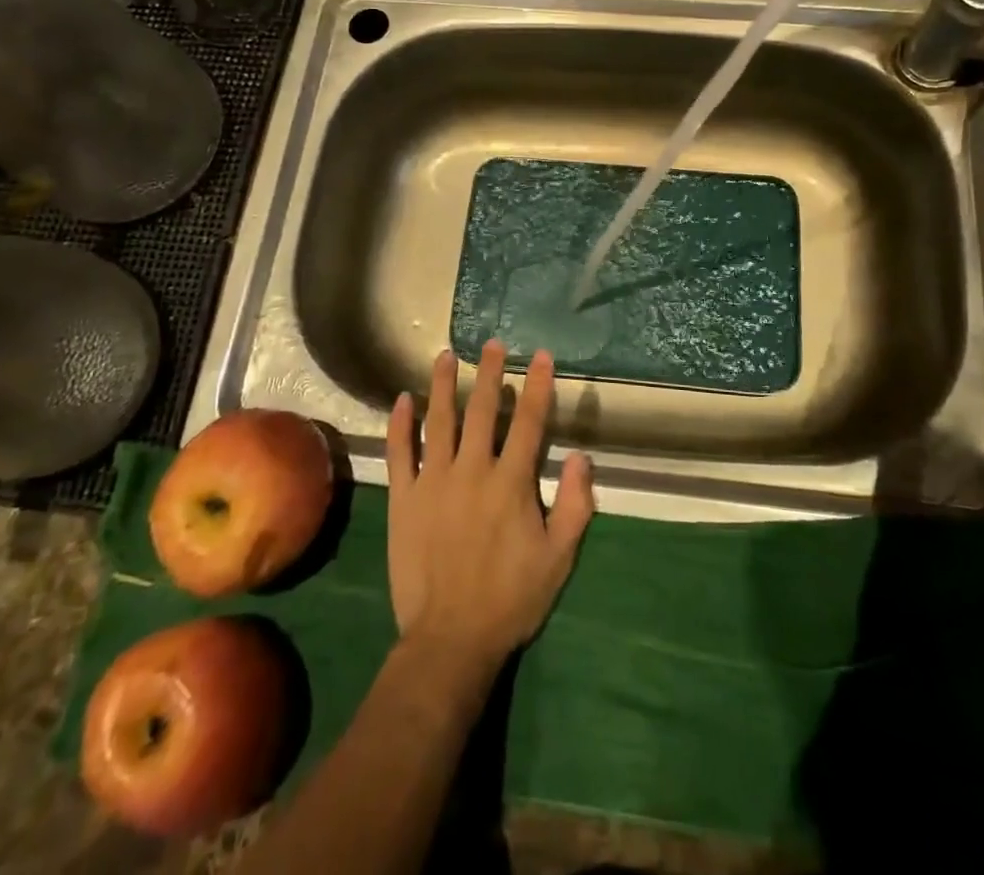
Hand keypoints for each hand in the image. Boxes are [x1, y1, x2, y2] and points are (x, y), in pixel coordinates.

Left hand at [384, 341, 593, 679]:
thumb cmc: (511, 598)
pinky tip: (403, 399)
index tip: (541, 356)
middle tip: (492, 344)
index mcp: (511, 482)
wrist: (450, 639)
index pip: (529, 422)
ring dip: (442, 385)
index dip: (538, 386)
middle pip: (482, 411)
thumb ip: (576, 505)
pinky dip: (401, 424)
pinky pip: (400, 452)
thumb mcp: (559, 557)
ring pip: (439, 421)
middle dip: (489, 373)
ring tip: (445, 355)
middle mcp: (472, 470)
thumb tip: (583, 456)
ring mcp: (433, 481)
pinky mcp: (404, 498)